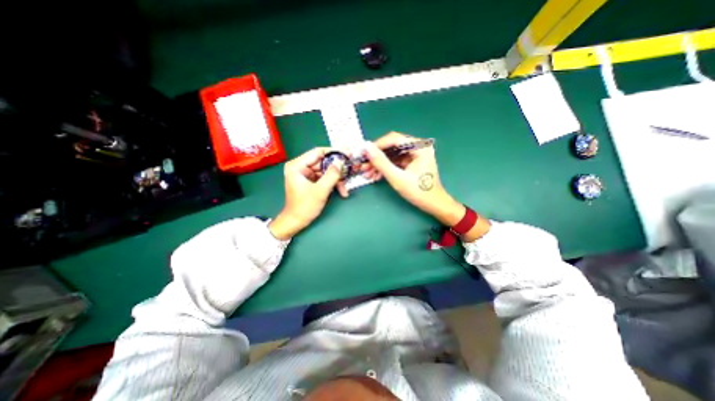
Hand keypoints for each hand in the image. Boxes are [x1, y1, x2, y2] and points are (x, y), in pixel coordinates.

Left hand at [272, 148, 342, 238]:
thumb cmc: (304, 207)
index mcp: (297, 165)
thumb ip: (332, 175)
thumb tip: (340, 162)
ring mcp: (305, 174)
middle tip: (349, 171)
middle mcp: (300, 167)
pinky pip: (324, 178)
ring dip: (336, 180)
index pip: (318, 152)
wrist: (295, 222)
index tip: (347, 154)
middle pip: (323, 163)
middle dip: (337, 170)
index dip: (334, 152)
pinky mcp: (310, 181)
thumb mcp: (320, 190)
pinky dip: (333, 184)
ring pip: (326, 171)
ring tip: (344, 189)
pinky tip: (341, 191)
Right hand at [360, 131, 466, 224]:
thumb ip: (381, 162)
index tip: (363, 154)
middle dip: (377, 157)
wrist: (433, 205)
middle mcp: (418, 147)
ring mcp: (415, 154)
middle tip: (363, 165)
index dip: (376, 146)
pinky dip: (386, 168)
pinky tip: (376, 175)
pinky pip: (395, 161)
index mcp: (419, 146)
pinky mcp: (412, 162)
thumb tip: (366, 148)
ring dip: (379, 164)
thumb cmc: (419, 192)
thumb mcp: (397, 178)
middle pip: (392, 146)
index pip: (394, 139)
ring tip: (367, 173)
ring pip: (392, 154)